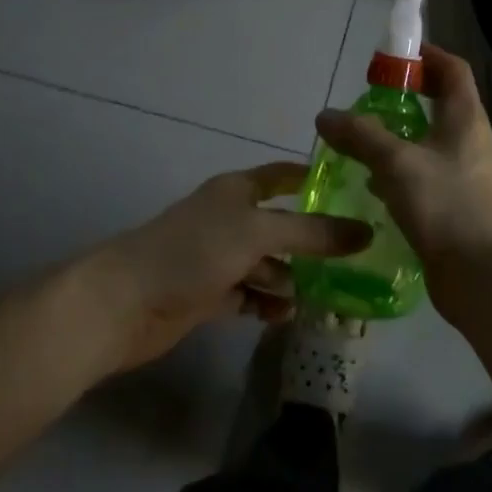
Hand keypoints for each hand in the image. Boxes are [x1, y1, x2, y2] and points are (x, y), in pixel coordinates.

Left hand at [88, 163, 373, 373]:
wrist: (124, 303)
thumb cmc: (194, 251)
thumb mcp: (259, 233)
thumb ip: (313, 234)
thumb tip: (366, 232)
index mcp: (238, 190)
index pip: (284, 176)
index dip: (314, 180)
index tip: (354, 191)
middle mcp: (230, 219)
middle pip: (281, 225)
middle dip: (312, 241)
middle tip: (354, 259)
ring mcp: (218, 258)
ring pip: (267, 263)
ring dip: (291, 278)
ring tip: (322, 297)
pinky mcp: (208, 294)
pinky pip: (249, 295)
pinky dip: (267, 303)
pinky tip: (286, 316)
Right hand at [314, 44, 491, 308]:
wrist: (481, 274)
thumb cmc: (445, 204)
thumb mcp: (396, 162)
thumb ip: (360, 135)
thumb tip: (325, 116)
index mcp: (465, 117)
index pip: (452, 69)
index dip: (426, 56)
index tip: (393, 56)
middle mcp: (469, 140)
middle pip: (440, 103)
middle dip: (406, 96)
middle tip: (369, 99)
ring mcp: (464, 174)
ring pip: (430, 141)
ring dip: (400, 135)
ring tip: (362, 139)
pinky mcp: (454, 204)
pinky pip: (424, 174)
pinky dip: (400, 170)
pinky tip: (373, 184)